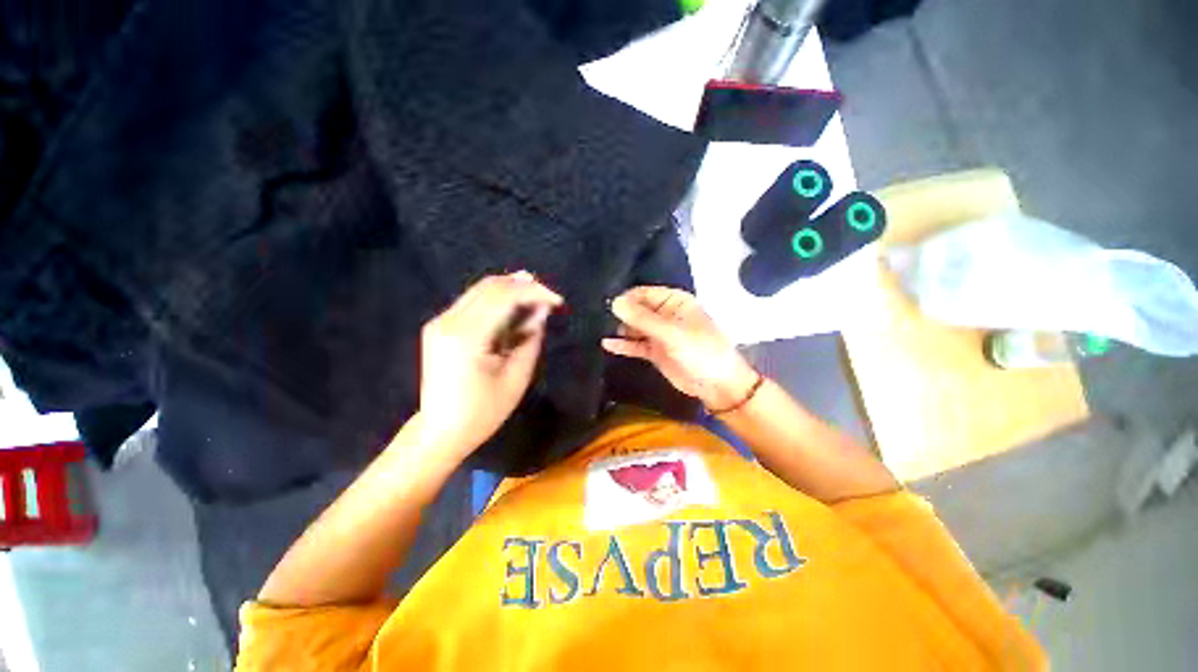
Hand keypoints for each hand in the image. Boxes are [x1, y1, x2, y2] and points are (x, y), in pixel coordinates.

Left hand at [418, 271, 562, 460]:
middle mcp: (449, 321)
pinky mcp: (439, 326)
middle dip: (523, 286)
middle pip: (490, 286)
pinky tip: (514, 308)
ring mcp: (440, 322)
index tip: (557, 301)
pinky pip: (472, 301)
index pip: (504, 297)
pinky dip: (497, 300)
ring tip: (536, 298)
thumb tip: (541, 312)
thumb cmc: (483, 412)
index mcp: (467, 337)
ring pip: (480, 290)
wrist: (440, 431)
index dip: (534, 292)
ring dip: (510, 290)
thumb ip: (530, 339)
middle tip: (548, 296)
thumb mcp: (516, 378)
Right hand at [602, 286, 758, 410]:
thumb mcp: (671, 332)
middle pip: (637, 309)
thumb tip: (614, 302)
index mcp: (674, 301)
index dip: (626, 299)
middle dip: (621, 313)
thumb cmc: (700, 351)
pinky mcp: (655, 351)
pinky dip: (624, 345)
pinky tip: (607, 344)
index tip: (607, 306)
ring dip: (620, 328)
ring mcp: (659, 334)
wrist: (717, 385)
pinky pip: (636, 345)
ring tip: (598, 329)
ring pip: (635, 327)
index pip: (644, 293)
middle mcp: (665, 314)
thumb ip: (642, 318)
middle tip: (597, 318)